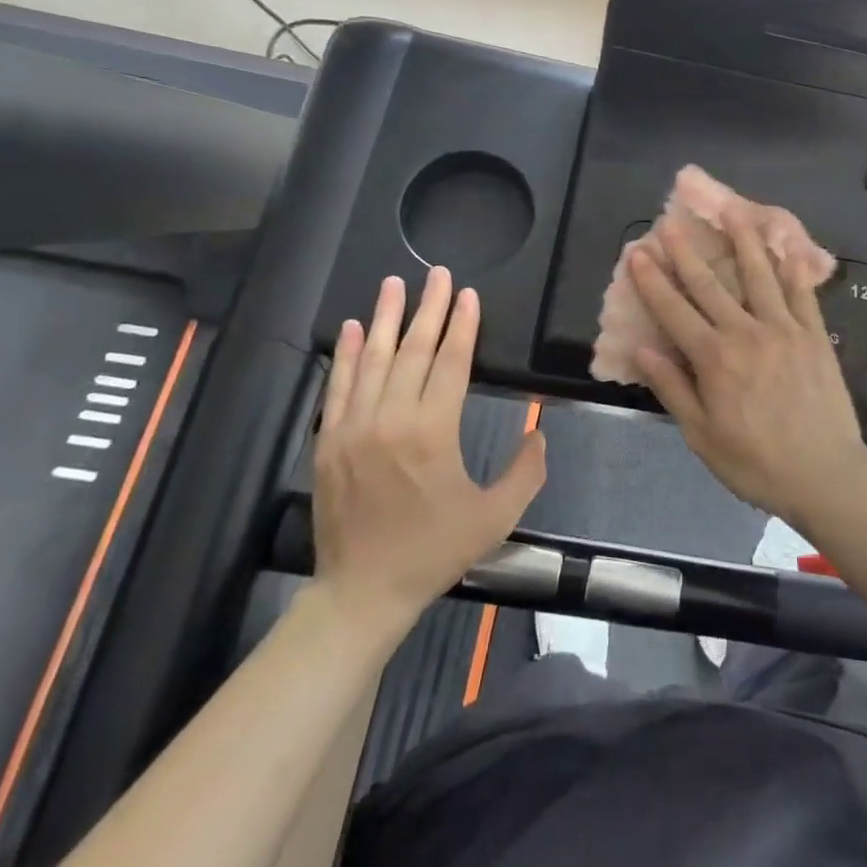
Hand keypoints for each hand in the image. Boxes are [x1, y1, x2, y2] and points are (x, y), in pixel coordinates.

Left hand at [312, 266, 545, 627]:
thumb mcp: (495, 517)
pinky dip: (346, 355)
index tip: (467, 294)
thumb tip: (538, 431)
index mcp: (432, 432)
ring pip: (372, 360)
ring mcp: (353, 428)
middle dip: (428, 308)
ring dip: (384, 319)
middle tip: (437, 274)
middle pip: (413, 351)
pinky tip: (351, 329)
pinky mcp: (329, 441)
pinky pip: (338, 387)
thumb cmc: (434, 552)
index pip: (450, 362)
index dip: (462, 325)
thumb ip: (526, 471)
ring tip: (392, 283)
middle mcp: (390, 419)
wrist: (362, 592)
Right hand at [627, 212, 866, 530]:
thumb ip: (672, 388)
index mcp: (714, 358)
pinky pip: (801, 292)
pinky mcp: (814, 334)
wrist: (825, 475)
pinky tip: (785, 246)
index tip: (636, 253)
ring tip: (732, 212)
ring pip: (758, 275)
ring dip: (742, 241)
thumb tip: (642, 347)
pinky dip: (791, 266)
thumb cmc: (756, 462)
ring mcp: (784, 329)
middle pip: (709, 284)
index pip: (673, 310)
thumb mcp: (701, 435)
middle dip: (685, 253)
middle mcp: (746, 332)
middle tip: (669, 223)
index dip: (652, 280)